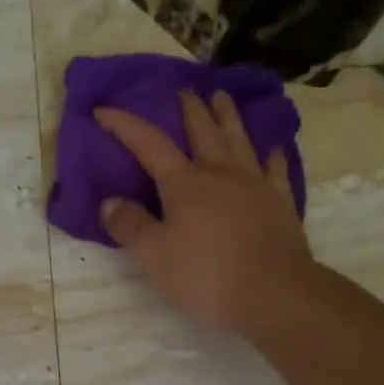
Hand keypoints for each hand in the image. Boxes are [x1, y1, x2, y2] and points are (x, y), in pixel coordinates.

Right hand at [96, 89, 315, 330]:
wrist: (274, 292)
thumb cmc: (206, 274)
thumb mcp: (154, 255)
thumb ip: (130, 226)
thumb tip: (110, 201)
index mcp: (184, 183)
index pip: (148, 144)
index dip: (124, 125)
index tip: (103, 109)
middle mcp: (220, 174)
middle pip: (202, 132)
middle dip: (190, 110)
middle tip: (184, 91)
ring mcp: (255, 185)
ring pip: (239, 141)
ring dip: (228, 117)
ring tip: (222, 97)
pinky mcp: (280, 203)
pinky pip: (276, 171)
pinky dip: (273, 157)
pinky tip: (274, 148)